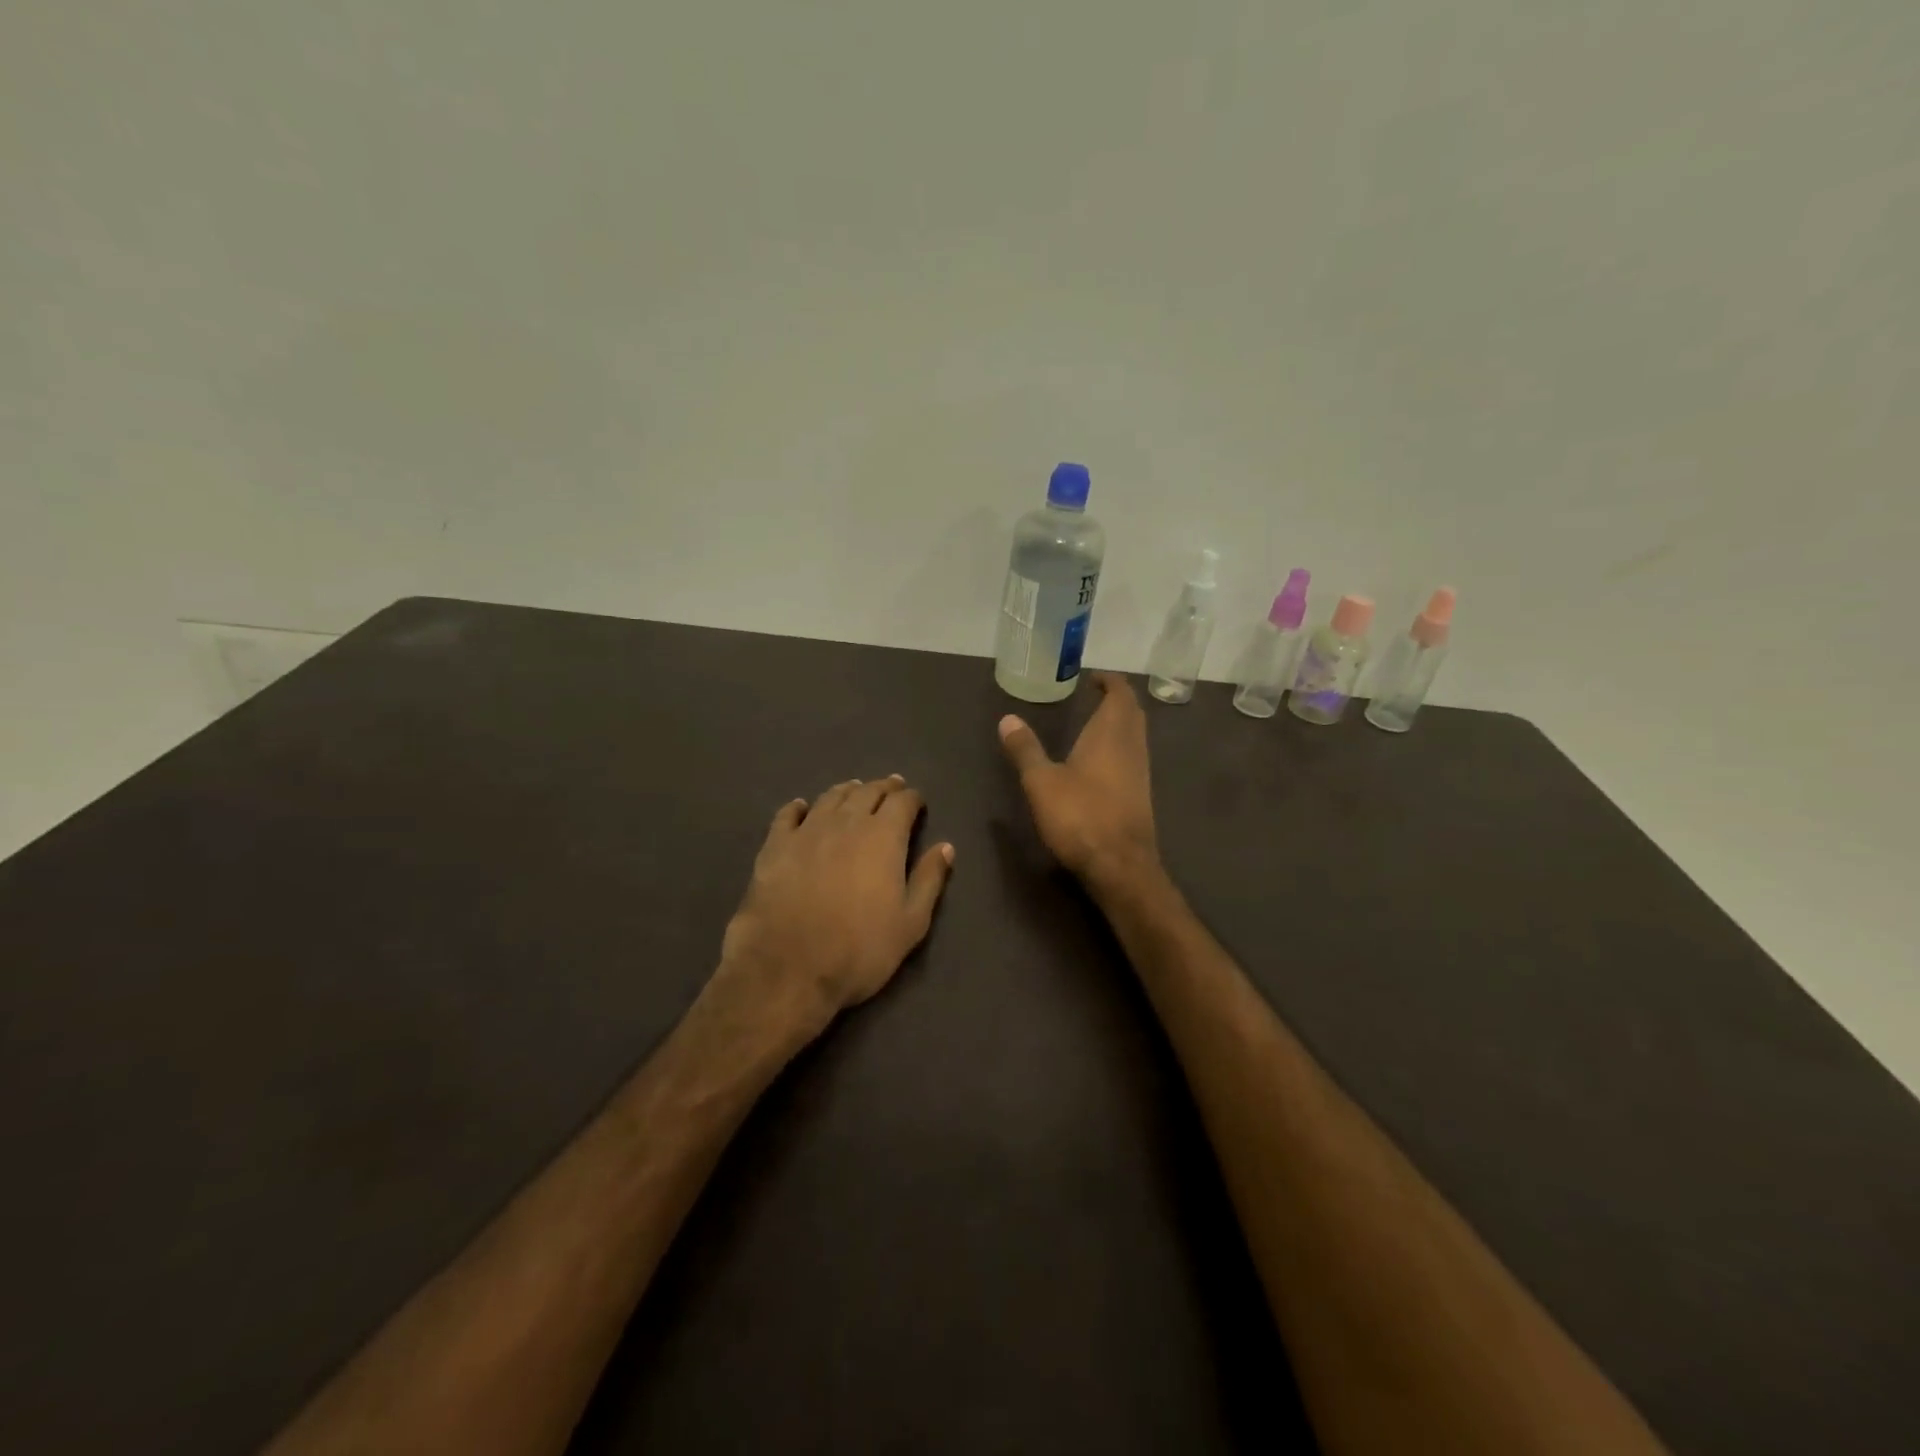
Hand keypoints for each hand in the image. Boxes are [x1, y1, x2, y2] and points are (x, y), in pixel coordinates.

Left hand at [719, 776, 953, 1036]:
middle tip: (891, 788)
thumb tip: (946, 847)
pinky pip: (787, 815)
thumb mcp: (910, 924)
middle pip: (867, 792)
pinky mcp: (774, 847)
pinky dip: (798, 807)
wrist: (788, 970)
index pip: (902, 802)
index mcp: (883, 837)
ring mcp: (806, 832)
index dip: (912, 798)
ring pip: (830, 797)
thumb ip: (929, 880)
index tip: (917, 802)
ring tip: (855, 790)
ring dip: (847, 791)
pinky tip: (801, 807)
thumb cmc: (859, 950)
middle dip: (883, 788)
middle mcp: (846, 822)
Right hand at [998, 672, 1161, 892]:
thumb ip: (1025, 749)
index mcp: (1110, 734)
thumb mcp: (1041, 782)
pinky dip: (1120, 747)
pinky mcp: (1141, 796)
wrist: (1120, 866)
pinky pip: (1133, 757)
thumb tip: (1007, 718)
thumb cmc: (1080, 816)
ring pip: (1135, 736)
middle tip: (1096, 695)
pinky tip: (1102, 762)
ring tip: (1096, 723)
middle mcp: (1131, 747)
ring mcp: (1140, 773)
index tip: (1094, 677)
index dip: (1110, 682)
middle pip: (1132, 713)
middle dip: (1117, 700)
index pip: (1120, 695)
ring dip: (1121, 724)